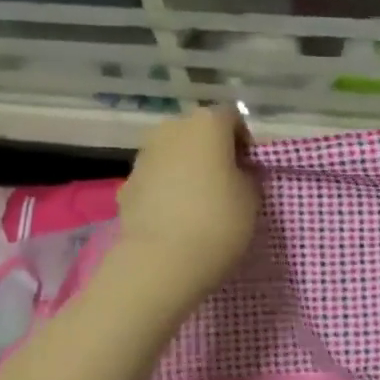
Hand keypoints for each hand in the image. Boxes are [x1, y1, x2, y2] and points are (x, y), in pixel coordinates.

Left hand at [115, 106, 259, 308]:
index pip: (232, 118)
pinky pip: (155, 178)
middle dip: (212, 151)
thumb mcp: (252, 197)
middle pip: (198, 132)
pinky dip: (166, 189)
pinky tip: (175, 217)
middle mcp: (171, 129)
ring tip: (199, 202)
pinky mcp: (126, 184)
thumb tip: (237, 171)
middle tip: (226, 182)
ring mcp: (144, 155)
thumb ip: (247, 175)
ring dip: (186, 168)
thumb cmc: (218, 221)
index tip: (250, 168)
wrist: (161, 261)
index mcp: (207, 124)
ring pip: (173, 154)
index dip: (244, 141)